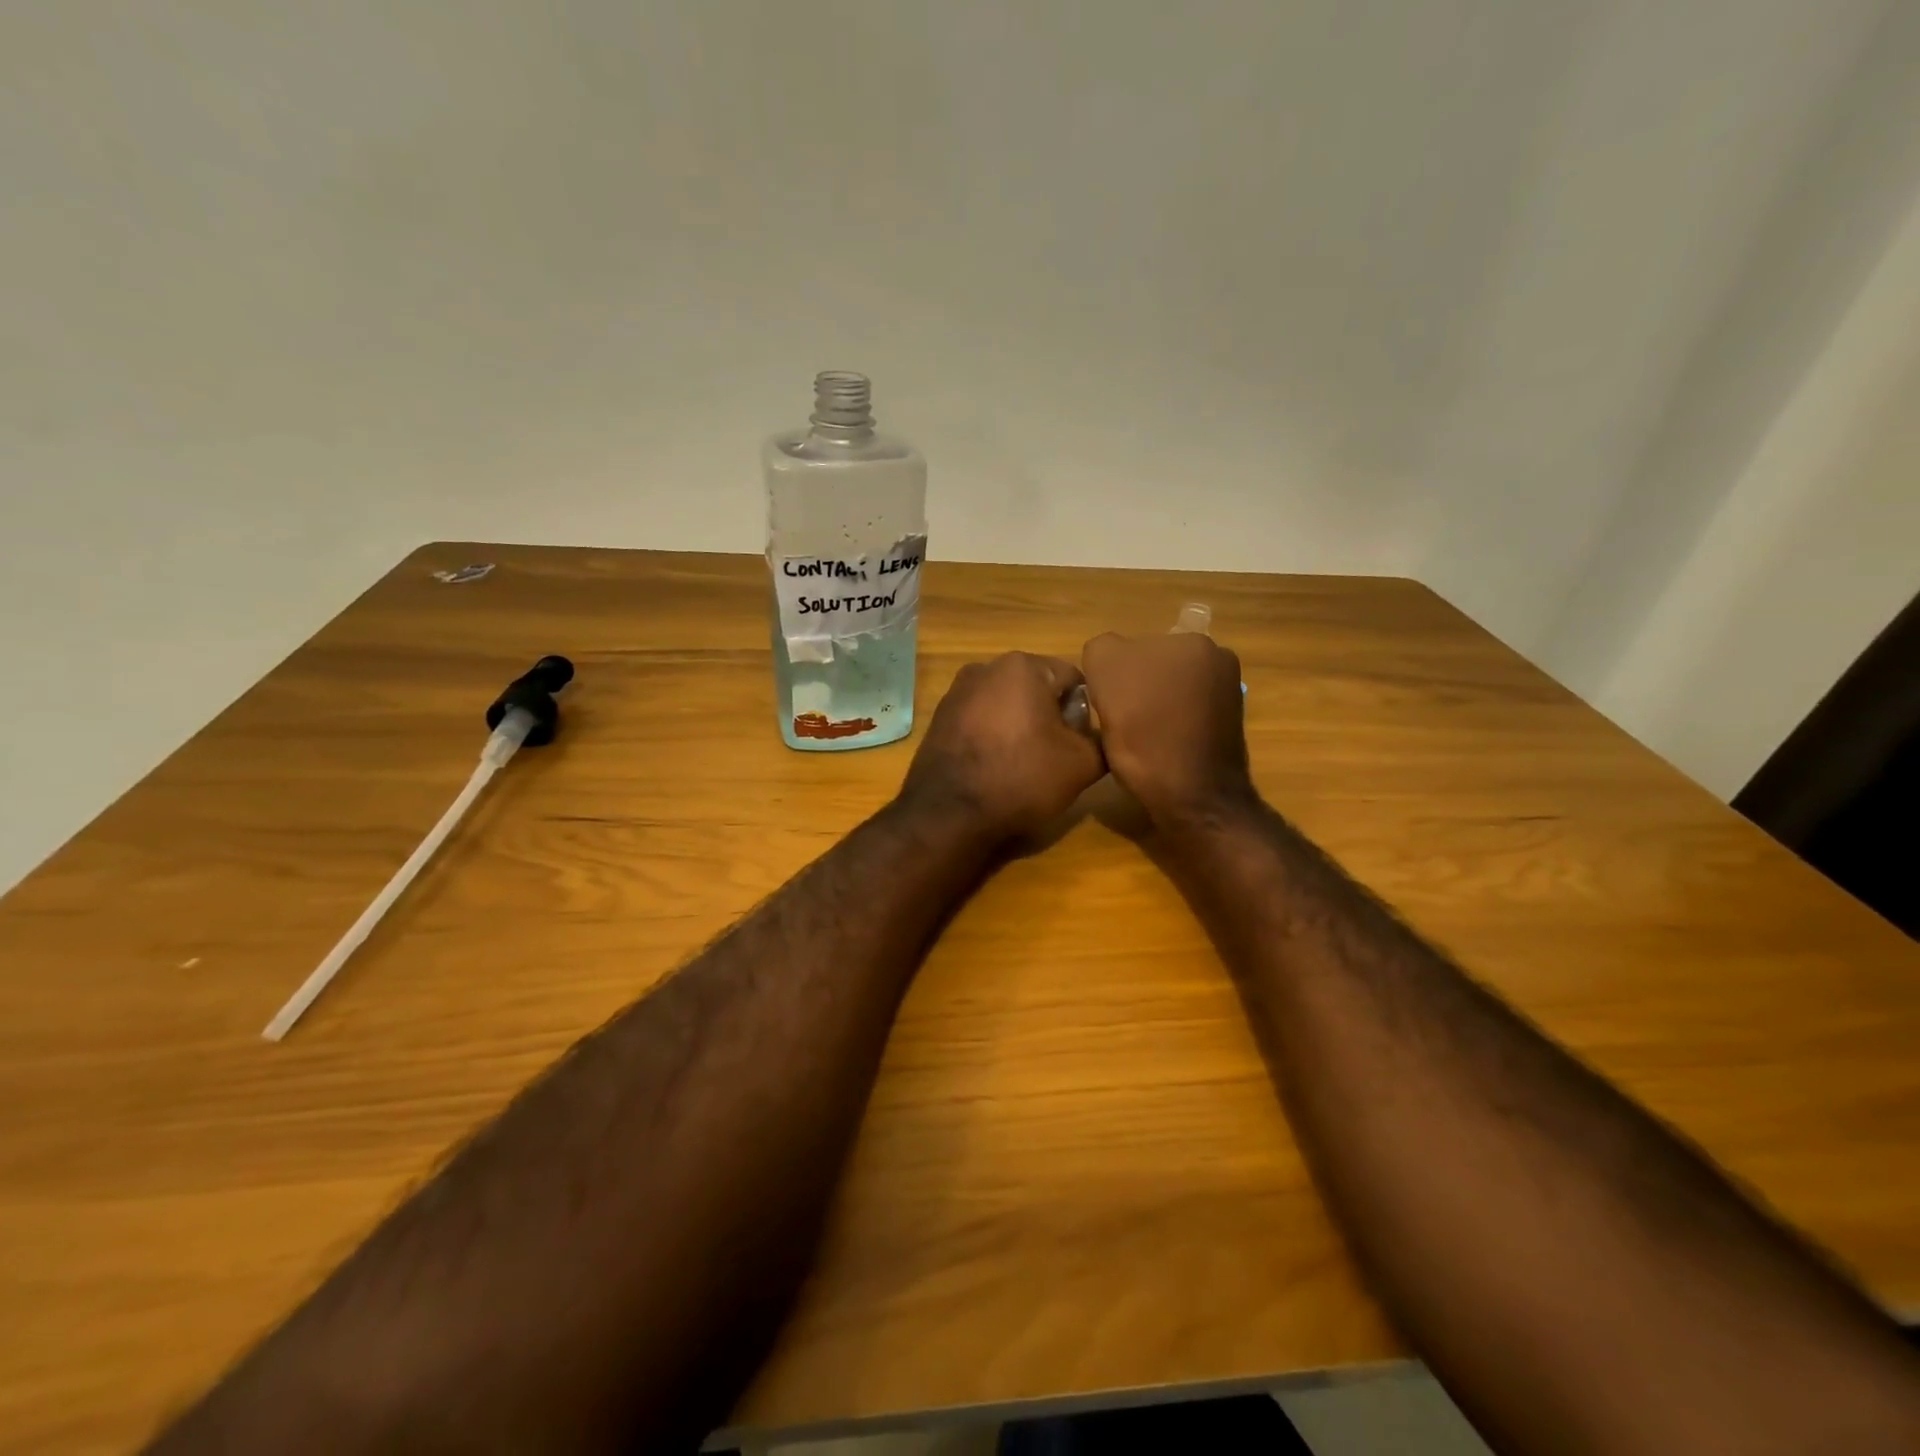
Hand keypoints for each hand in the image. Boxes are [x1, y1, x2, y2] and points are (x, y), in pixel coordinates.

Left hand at [898, 653, 1105, 841]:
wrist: (948, 813)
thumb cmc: (1021, 778)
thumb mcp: (1082, 764)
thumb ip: (1102, 740)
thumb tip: (1100, 735)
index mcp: (1023, 666)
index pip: (1073, 679)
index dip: (1085, 712)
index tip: (1081, 743)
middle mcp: (986, 667)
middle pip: (1037, 688)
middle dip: (1051, 717)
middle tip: (1056, 756)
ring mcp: (956, 692)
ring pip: (1007, 704)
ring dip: (1021, 726)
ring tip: (1025, 765)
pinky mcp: (939, 718)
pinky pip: (980, 720)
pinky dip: (993, 737)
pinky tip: (996, 767)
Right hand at [1080, 631, 1253, 824]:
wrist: (1194, 797)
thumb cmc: (1146, 736)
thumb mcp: (1106, 675)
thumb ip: (1102, 649)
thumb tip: (1110, 660)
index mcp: (1191, 640)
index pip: (1125, 647)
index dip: (1109, 677)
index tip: (1107, 706)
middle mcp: (1216, 657)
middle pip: (1148, 667)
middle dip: (1134, 688)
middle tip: (1121, 722)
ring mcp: (1226, 691)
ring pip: (1165, 691)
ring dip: (1151, 707)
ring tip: (1140, 739)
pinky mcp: (1227, 723)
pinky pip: (1182, 714)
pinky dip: (1169, 725)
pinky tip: (1160, 748)